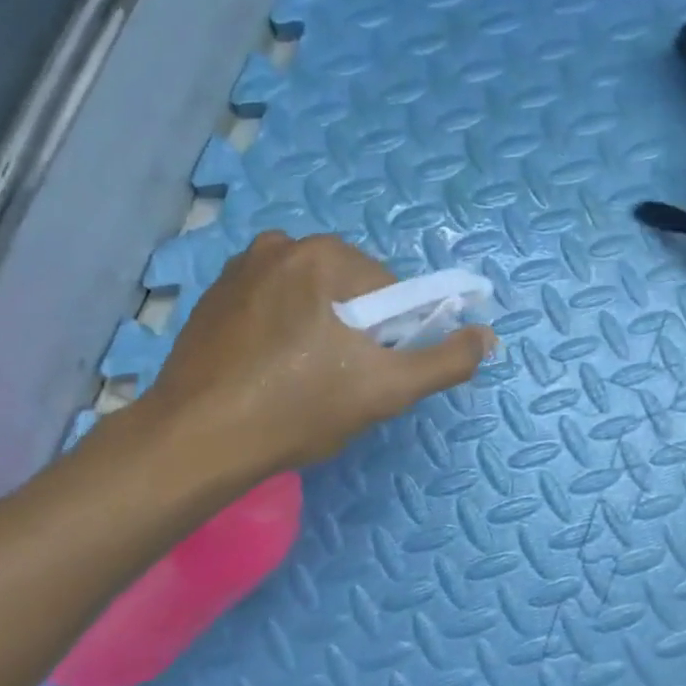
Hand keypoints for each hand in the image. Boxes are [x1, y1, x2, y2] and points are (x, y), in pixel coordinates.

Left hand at [136, 232, 493, 475]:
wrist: (198, 440)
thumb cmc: (298, 408)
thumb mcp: (387, 389)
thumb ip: (445, 360)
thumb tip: (487, 335)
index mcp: (325, 255)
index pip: (390, 292)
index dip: (392, 337)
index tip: (370, 375)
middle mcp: (280, 245)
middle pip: (350, 291)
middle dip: (355, 332)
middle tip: (338, 384)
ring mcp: (239, 268)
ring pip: (311, 299)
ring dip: (320, 331)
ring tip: (301, 381)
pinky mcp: (213, 296)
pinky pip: (272, 306)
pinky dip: (283, 331)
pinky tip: (270, 372)